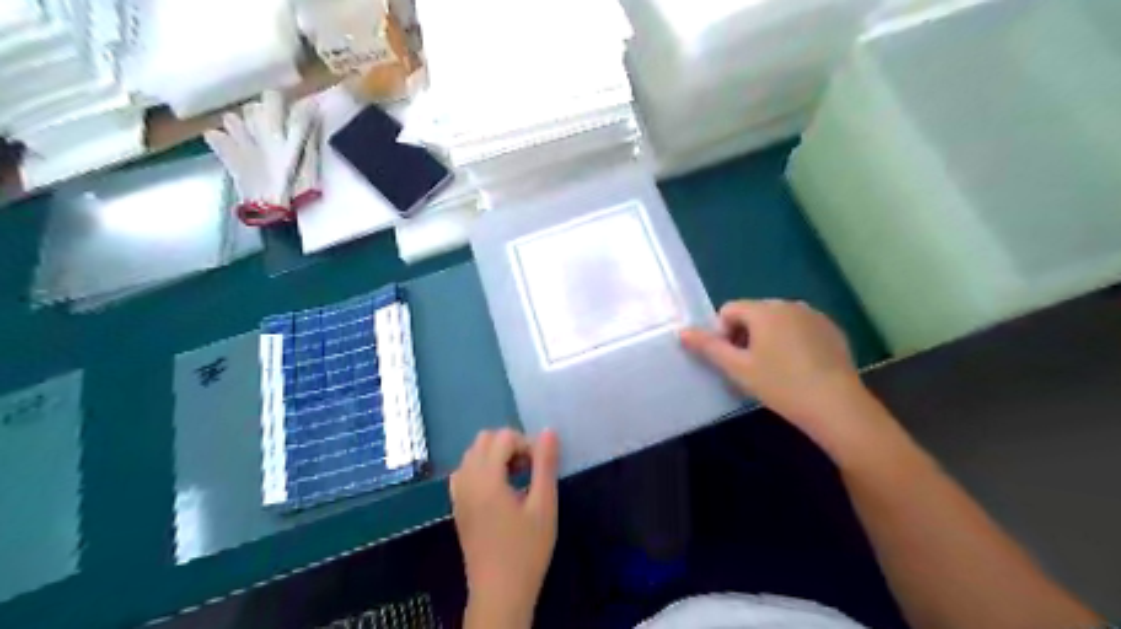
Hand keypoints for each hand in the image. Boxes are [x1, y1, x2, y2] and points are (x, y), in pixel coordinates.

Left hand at [449, 426, 559, 628]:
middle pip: (484, 439)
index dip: (525, 444)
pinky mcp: (457, 506)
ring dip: (495, 455)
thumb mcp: (544, 506)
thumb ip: (545, 465)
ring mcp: (458, 493)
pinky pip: (464, 471)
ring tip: (516, 478)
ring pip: (472, 453)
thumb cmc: (526, 550)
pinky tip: (498, 490)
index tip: (540, 467)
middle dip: (509, 445)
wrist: (499, 593)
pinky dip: (481, 468)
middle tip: (528, 469)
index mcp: (487, 478)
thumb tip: (548, 432)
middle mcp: (466, 480)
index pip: (503, 437)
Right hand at [678, 302, 890, 453]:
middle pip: (753, 313)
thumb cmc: (780, 385)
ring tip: (775, 370)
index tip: (732, 360)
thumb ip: (708, 347)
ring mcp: (813, 315)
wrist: (836, 406)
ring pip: (777, 321)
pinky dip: (792, 341)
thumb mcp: (738, 368)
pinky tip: (798, 368)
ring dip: (768, 338)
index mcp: (764, 310)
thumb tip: (682, 332)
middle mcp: (788, 304)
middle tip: (750, 368)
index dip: (722, 334)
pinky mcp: (831, 329)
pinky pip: (800, 328)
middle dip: (745, 335)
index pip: (728, 310)